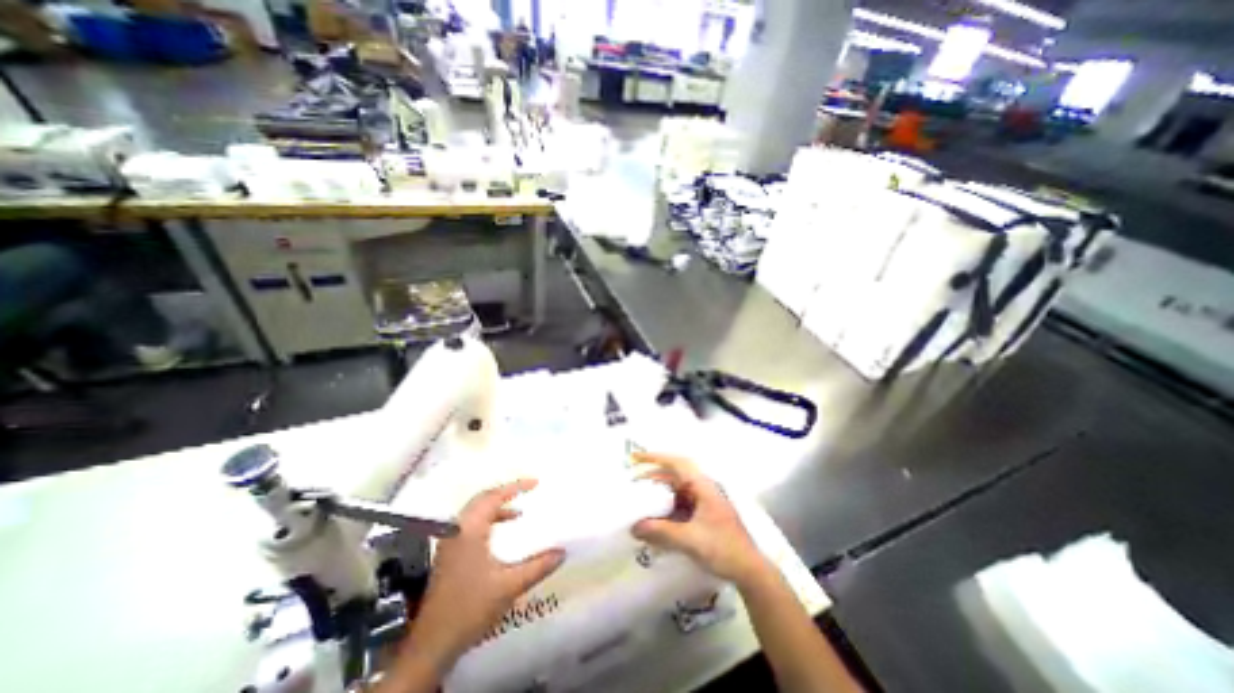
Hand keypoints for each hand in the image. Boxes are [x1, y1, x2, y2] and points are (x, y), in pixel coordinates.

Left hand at [408, 481, 564, 671]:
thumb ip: (538, 566)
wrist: (432, 643)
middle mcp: (457, 529)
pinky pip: (471, 523)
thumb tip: (562, 552)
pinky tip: (503, 530)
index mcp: (469, 530)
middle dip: (506, 492)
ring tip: (519, 509)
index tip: (535, 482)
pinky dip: (489, 519)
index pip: (494, 496)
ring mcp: (450, 540)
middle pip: (483, 498)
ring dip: (497, 506)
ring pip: (476, 510)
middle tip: (528, 490)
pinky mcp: (448, 551)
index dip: (516, 486)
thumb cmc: (471, 608)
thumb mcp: (509, 586)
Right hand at [630, 455, 769, 588]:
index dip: (655, 457)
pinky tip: (655, 518)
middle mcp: (702, 488)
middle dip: (653, 477)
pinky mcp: (703, 514)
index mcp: (703, 486)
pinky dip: (666, 508)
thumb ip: (661, 532)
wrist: (750, 571)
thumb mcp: (690, 539)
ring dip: (658, 494)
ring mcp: (703, 501)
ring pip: (675, 491)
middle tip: (632, 484)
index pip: (676, 463)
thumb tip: (634, 527)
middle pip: (674, 476)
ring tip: (639, 500)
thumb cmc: (723, 548)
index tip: (636, 457)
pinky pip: (679, 504)